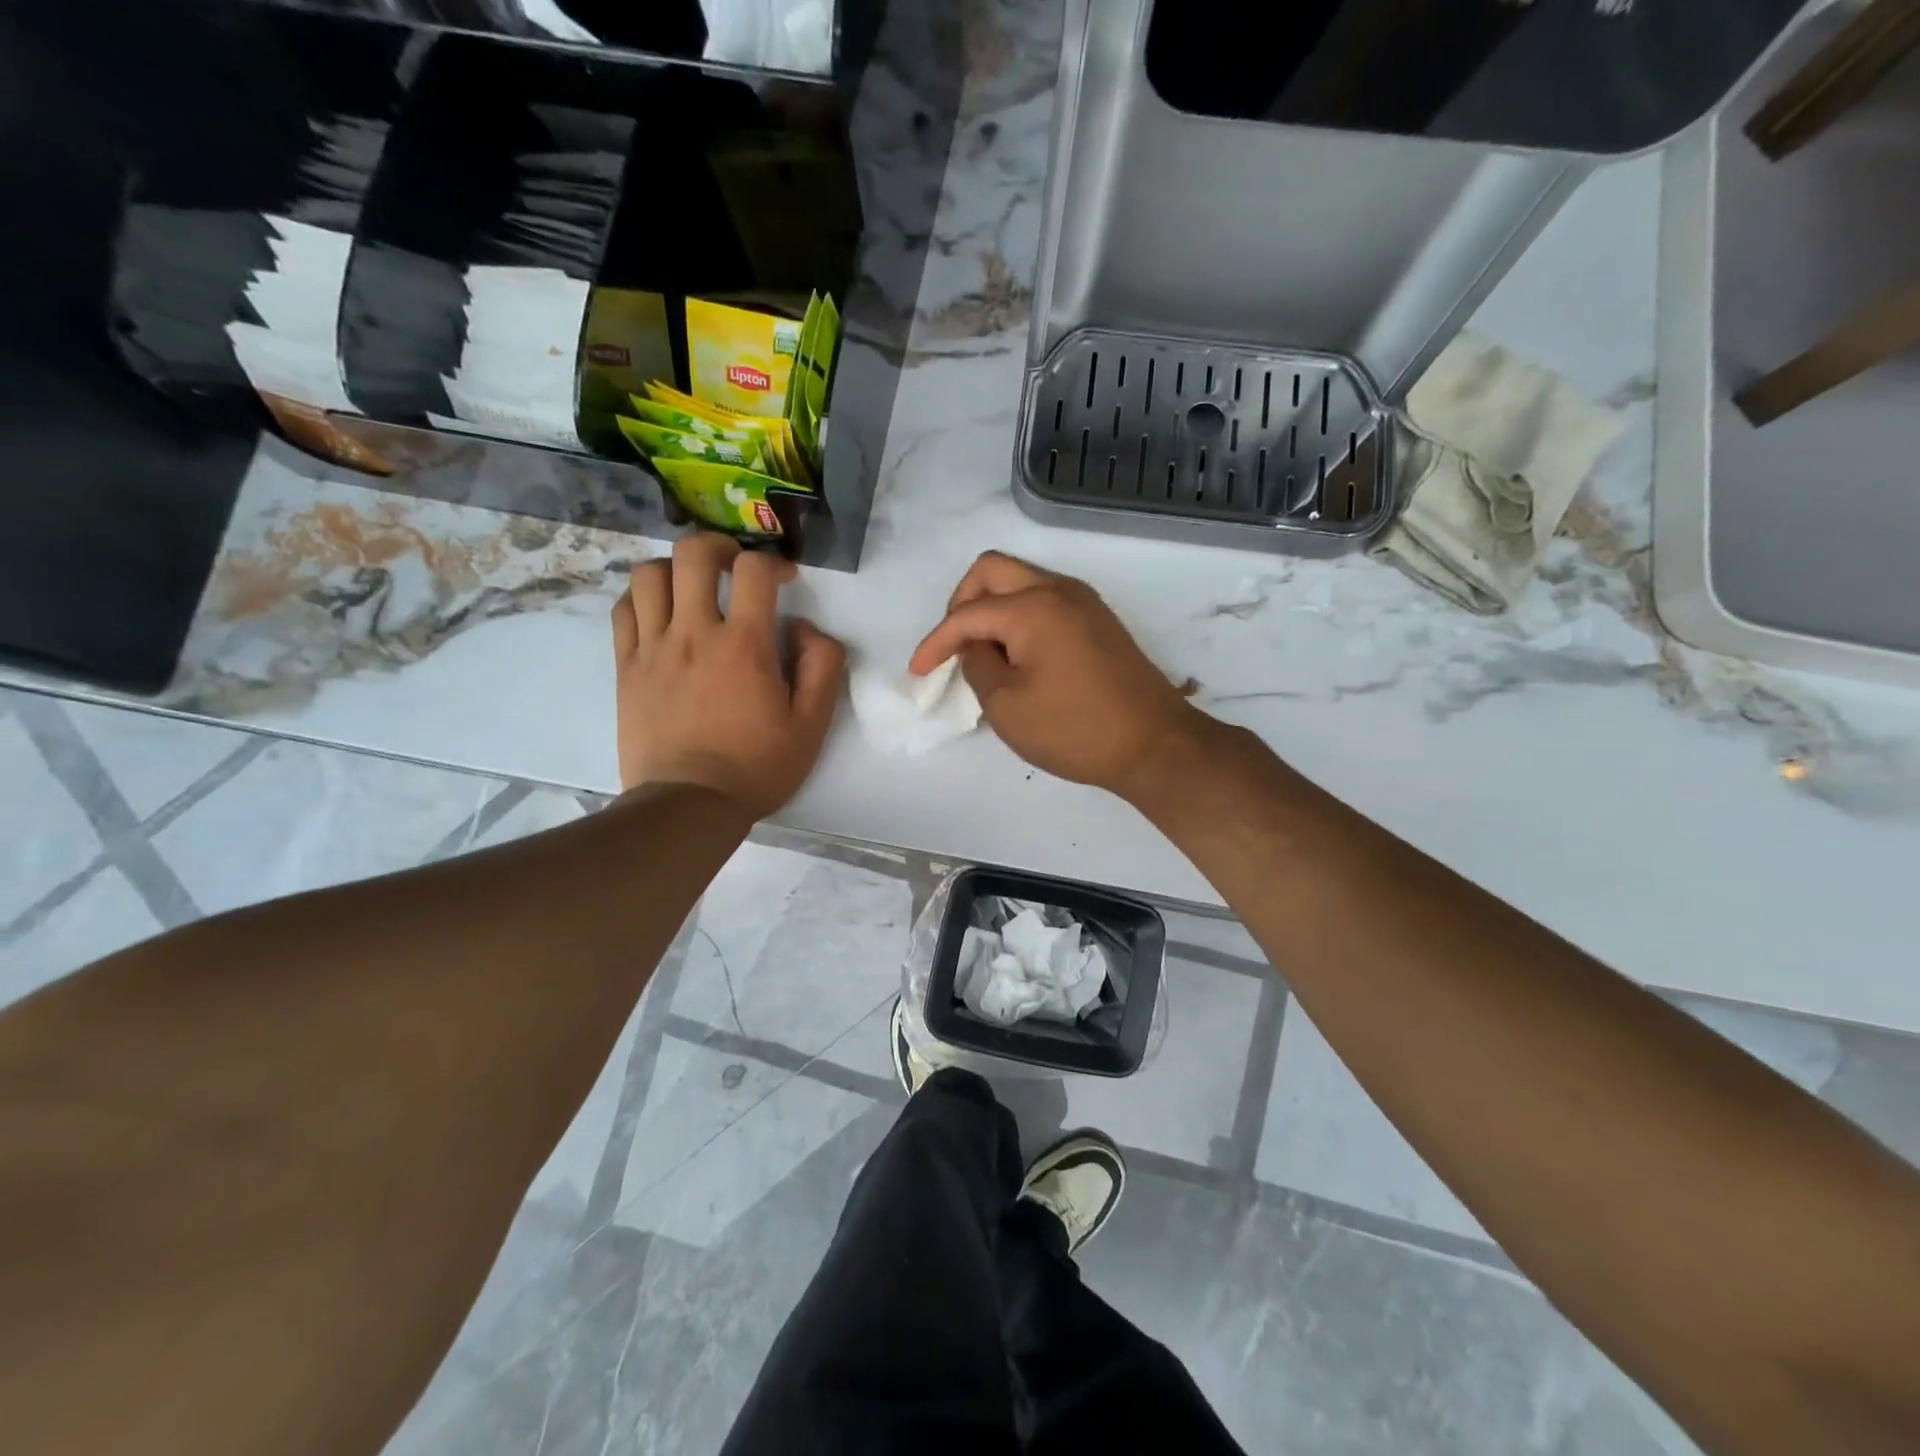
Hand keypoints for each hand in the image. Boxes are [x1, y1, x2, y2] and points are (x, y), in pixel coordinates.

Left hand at [612, 534, 845, 816]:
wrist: (688, 805)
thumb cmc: (756, 767)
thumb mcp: (812, 725)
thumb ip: (822, 667)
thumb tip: (807, 629)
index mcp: (745, 645)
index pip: (754, 571)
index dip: (773, 563)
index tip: (783, 580)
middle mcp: (694, 634)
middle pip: (693, 555)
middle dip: (719, 546)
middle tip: (733, 565)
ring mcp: (653, 648)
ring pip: (648, 575)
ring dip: (675, 568)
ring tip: (692, 587)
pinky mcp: (626, 667)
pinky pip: (624, 610)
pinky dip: (642, 598)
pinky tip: (660, 614)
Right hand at [909, 552, 1209, 801]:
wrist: (1153, 744)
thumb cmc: (1074, 729)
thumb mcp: (1006, 705)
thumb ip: (977, 665)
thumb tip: (976, 647)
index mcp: (1032, 606)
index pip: (967, 613)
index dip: (935, 642)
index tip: (918, 673)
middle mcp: (1058, 590)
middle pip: (992, 570)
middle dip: (961, 603)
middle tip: (953, 644)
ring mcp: (1083, 602)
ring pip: (1021, 581)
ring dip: (991, 608)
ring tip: (982, 655)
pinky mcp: (1098, 621)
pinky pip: (1044, 601)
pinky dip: (1018, 618)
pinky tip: (1015, 656)